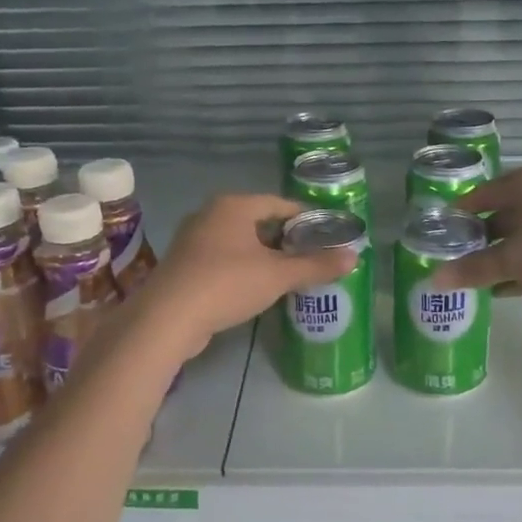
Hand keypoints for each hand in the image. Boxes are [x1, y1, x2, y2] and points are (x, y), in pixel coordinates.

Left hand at [139, 194, 358, 358]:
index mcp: (234, 205)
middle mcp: (211, 214)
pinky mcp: (183, 265)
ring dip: (263, 255)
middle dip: (284, 239)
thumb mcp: (278, 276)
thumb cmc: (227, 283)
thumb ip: (316, 266)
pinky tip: (256, 288)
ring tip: (288, 274)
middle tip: (310, 257)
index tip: (326, 235)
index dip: (305, 218)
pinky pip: (222, 259)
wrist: (167, 318)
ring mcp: (193, 239)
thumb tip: (354, 257)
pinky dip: (242, 268)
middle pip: (258, 221)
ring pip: (239, 241)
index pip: (279, 203)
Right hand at [429, 165, 521, 300]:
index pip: (478, 196)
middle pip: (499, 216)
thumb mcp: (515, 258)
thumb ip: (475, 269)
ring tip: (474, 280)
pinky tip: (505, 290)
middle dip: (477, 241)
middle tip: (452, 263)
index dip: (456, 216)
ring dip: (500, 258)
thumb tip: (434, 278)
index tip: (436, 237)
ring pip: (521, 238)